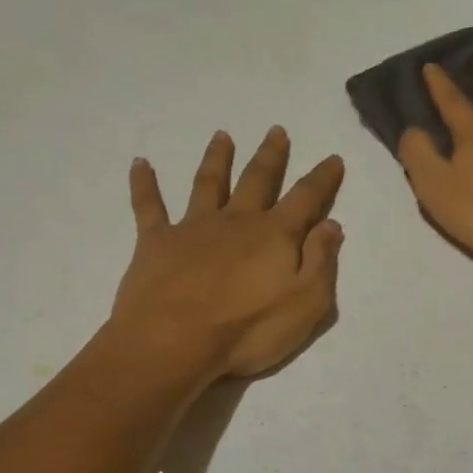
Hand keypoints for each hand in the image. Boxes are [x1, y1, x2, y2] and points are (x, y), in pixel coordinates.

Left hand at [113, 128, 343, 378]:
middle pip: (257, 180)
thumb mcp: (306, 303)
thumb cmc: (248, 330)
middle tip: (276, 131)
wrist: (174, 342)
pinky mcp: (156, 242)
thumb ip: (321, 261)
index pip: (306, 198)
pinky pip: (148, 206)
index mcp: (275, 235)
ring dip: (217, 158)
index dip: (322, 178)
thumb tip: (331, 224)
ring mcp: (193, 227)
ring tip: (222, 136)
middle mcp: (236, 221)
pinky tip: (139, 164)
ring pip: (208, 183)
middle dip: (270, 156)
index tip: (333, 158)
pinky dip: (144, 184)